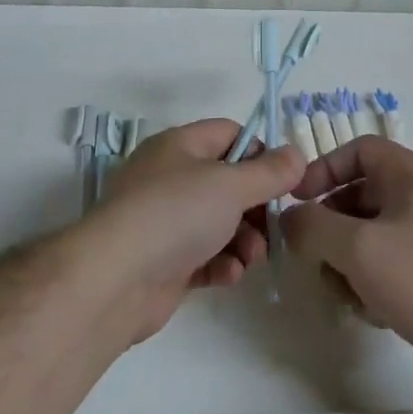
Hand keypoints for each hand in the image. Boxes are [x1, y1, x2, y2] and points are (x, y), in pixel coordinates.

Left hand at [83, 119, 304, 344]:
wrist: (116, 279)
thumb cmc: (176, 214)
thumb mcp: (231, 185)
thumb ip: (270, 171)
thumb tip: (296, 154)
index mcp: (179, 146)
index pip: (229, 134)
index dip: (260, 152)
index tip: (282, 180)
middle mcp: (170, 179)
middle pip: (229, 183)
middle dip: (257, 207)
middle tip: (273, 226)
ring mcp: (165, 222)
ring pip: (221, 223)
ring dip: (245, 240)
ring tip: (251, 257)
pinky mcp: (165, 262)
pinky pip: (205, 257)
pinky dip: (222, 264)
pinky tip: (228, 275)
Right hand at [282, 136, 412, 370]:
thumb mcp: (358, 248)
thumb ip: (313, 226)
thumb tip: (290, 219)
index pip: (359, 150)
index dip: (323, 169)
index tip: (296, 201)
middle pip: (361, 193)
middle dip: (331, 226)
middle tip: (312, 255)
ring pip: (370, 232)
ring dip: (347, 259)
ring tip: (343, 291)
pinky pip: (388, 259)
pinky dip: (371, 279)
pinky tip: (370, 309)